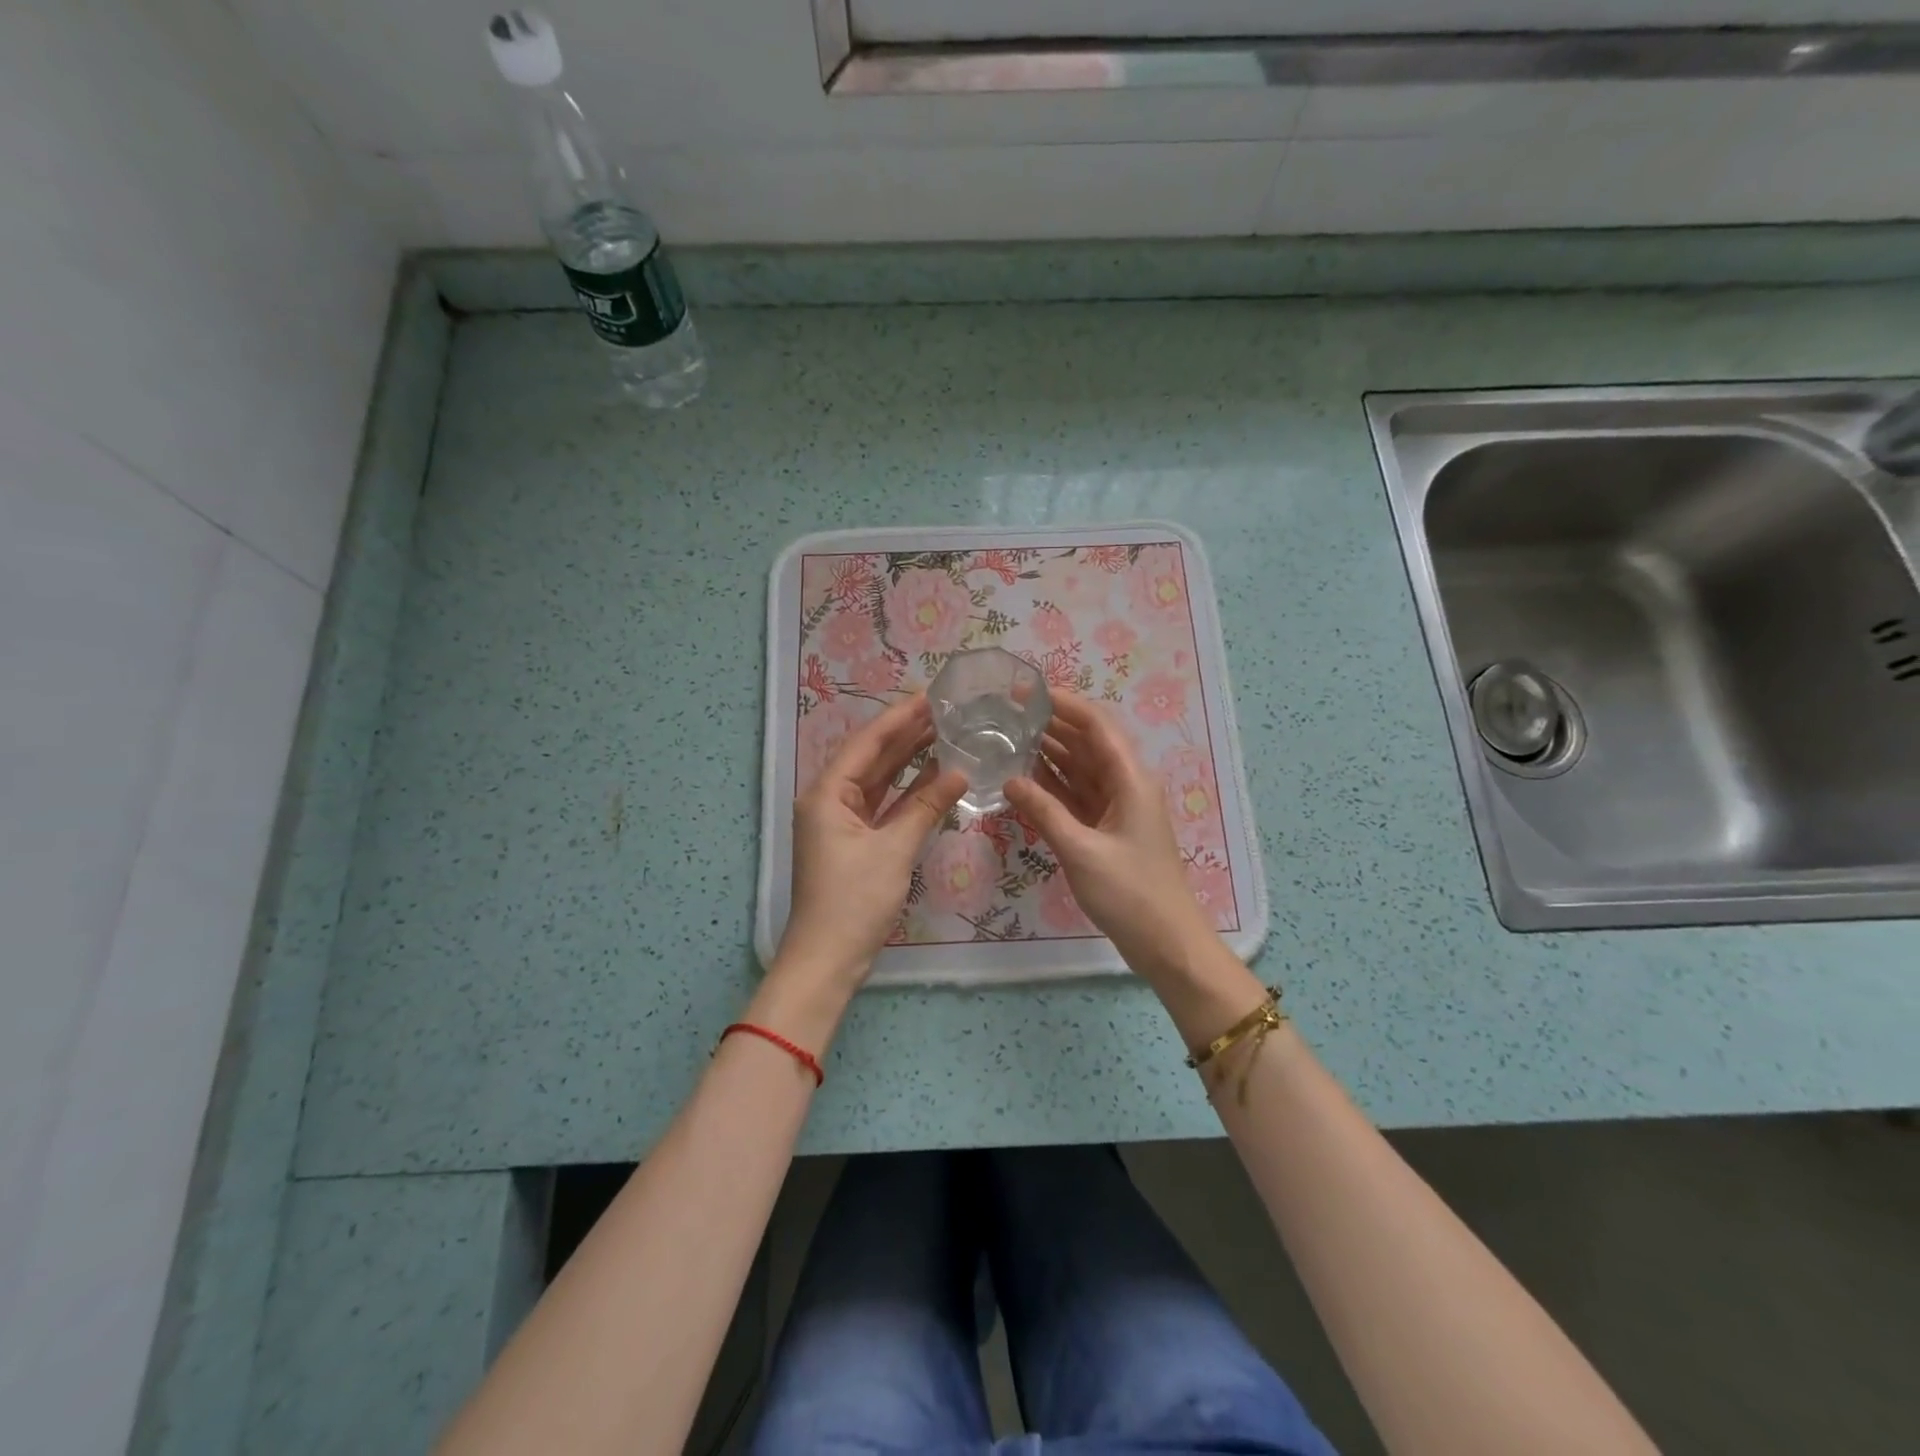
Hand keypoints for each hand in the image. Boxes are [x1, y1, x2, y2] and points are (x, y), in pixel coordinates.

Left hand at [776, 693, 967, 993]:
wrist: (828, 960)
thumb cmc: (854, 901)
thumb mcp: (894, 851)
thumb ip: (926, 807)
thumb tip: (960, 772)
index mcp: (827, 793)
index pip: (867, 743)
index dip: (899, 717)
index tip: (931, 696)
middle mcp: (829, 799)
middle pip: (871, 757)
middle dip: (905, 733)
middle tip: (944, 709)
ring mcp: (841, 821)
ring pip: (878, 780)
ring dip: (907, 759)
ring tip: (943, 732)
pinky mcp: (854, 841)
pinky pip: (883, 805)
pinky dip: (906, 791)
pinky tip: (933, 775)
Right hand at [1005, 692, 1214, 983]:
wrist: (1165, 942)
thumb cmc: (1130, 893)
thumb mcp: (1081, 850)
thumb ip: (1044, 811)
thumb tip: (1009, 779)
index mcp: (1130, 779)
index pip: (1096, 725)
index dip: (1063, 703)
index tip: (1025, 691)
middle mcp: (1125, 784)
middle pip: (1086, 742)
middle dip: (1051, 724)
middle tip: (1006, 714)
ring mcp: (1116, 807)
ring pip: (1079, 768)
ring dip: (1048, 753)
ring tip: (1008, 738)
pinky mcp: (1106, 829)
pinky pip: (1076, 795)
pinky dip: (1052, 785)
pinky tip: (1023, 778)